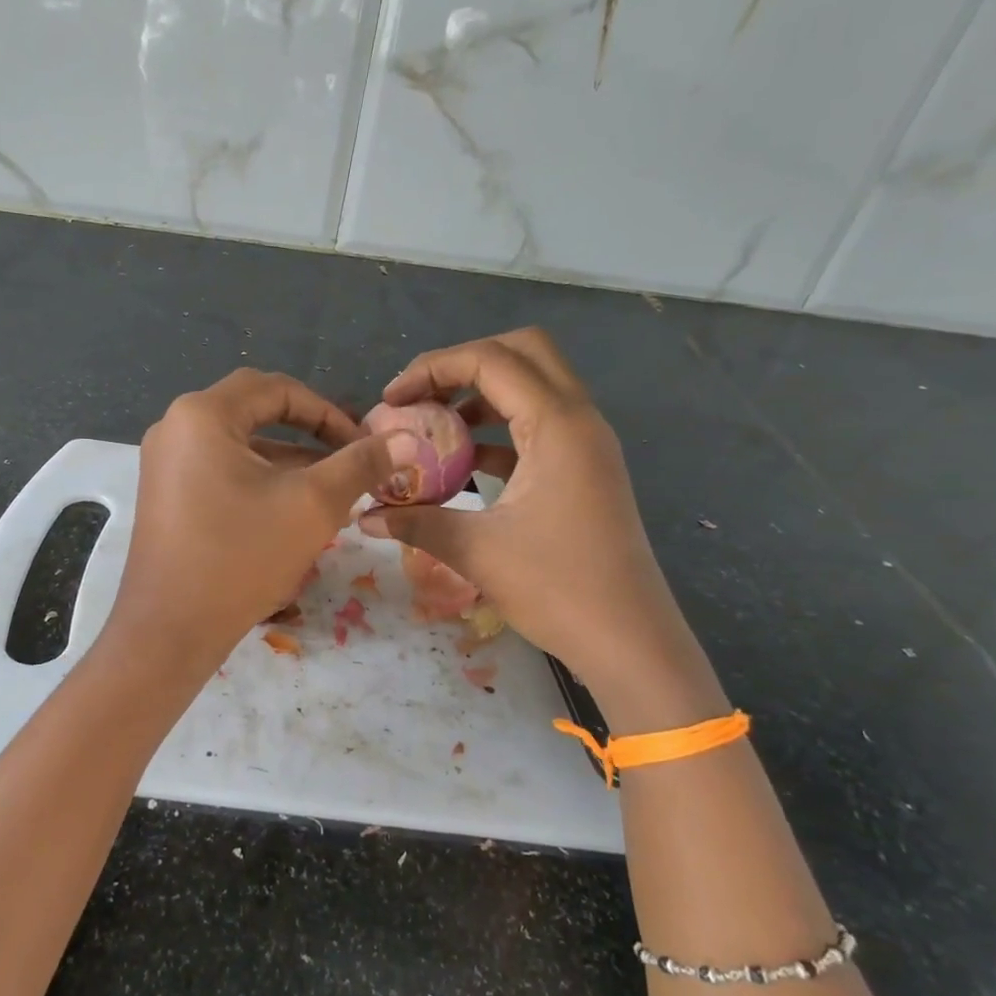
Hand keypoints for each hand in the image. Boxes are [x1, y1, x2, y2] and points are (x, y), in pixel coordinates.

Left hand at [104, 369, 417, 684]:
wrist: (169, 631)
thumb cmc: (240, 557)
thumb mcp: (311, 505)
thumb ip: (359, 464)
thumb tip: (405, 438)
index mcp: (202, 414)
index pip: (276, 389)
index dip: (327, 411)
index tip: (362, 443)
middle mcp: (175, 427)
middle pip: (255, 412)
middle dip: (308, 433)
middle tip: (348, 457)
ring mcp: (165, 463)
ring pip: (240, 445)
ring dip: (287, 461)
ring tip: (332, 492)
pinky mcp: (166, 495)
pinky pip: (221, 470)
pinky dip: (259, 481)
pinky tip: (292, 512)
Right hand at [357, 329, 724, 731]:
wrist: (632, 643)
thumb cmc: (559, 590)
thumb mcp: (477, 551)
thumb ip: (416, 522)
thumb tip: (364, 516)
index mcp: (558, 425)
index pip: (490, 360)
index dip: (433, 368)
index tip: (392, 399)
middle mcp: (579, 420)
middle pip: (523, 352)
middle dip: (464, 364)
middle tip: (421, 396)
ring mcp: (587, 444)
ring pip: (533, 386)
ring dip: (481, 394)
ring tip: (433, 426)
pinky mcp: (585, 469)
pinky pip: (538, 424)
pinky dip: (498, 428)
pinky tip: (462, 462)